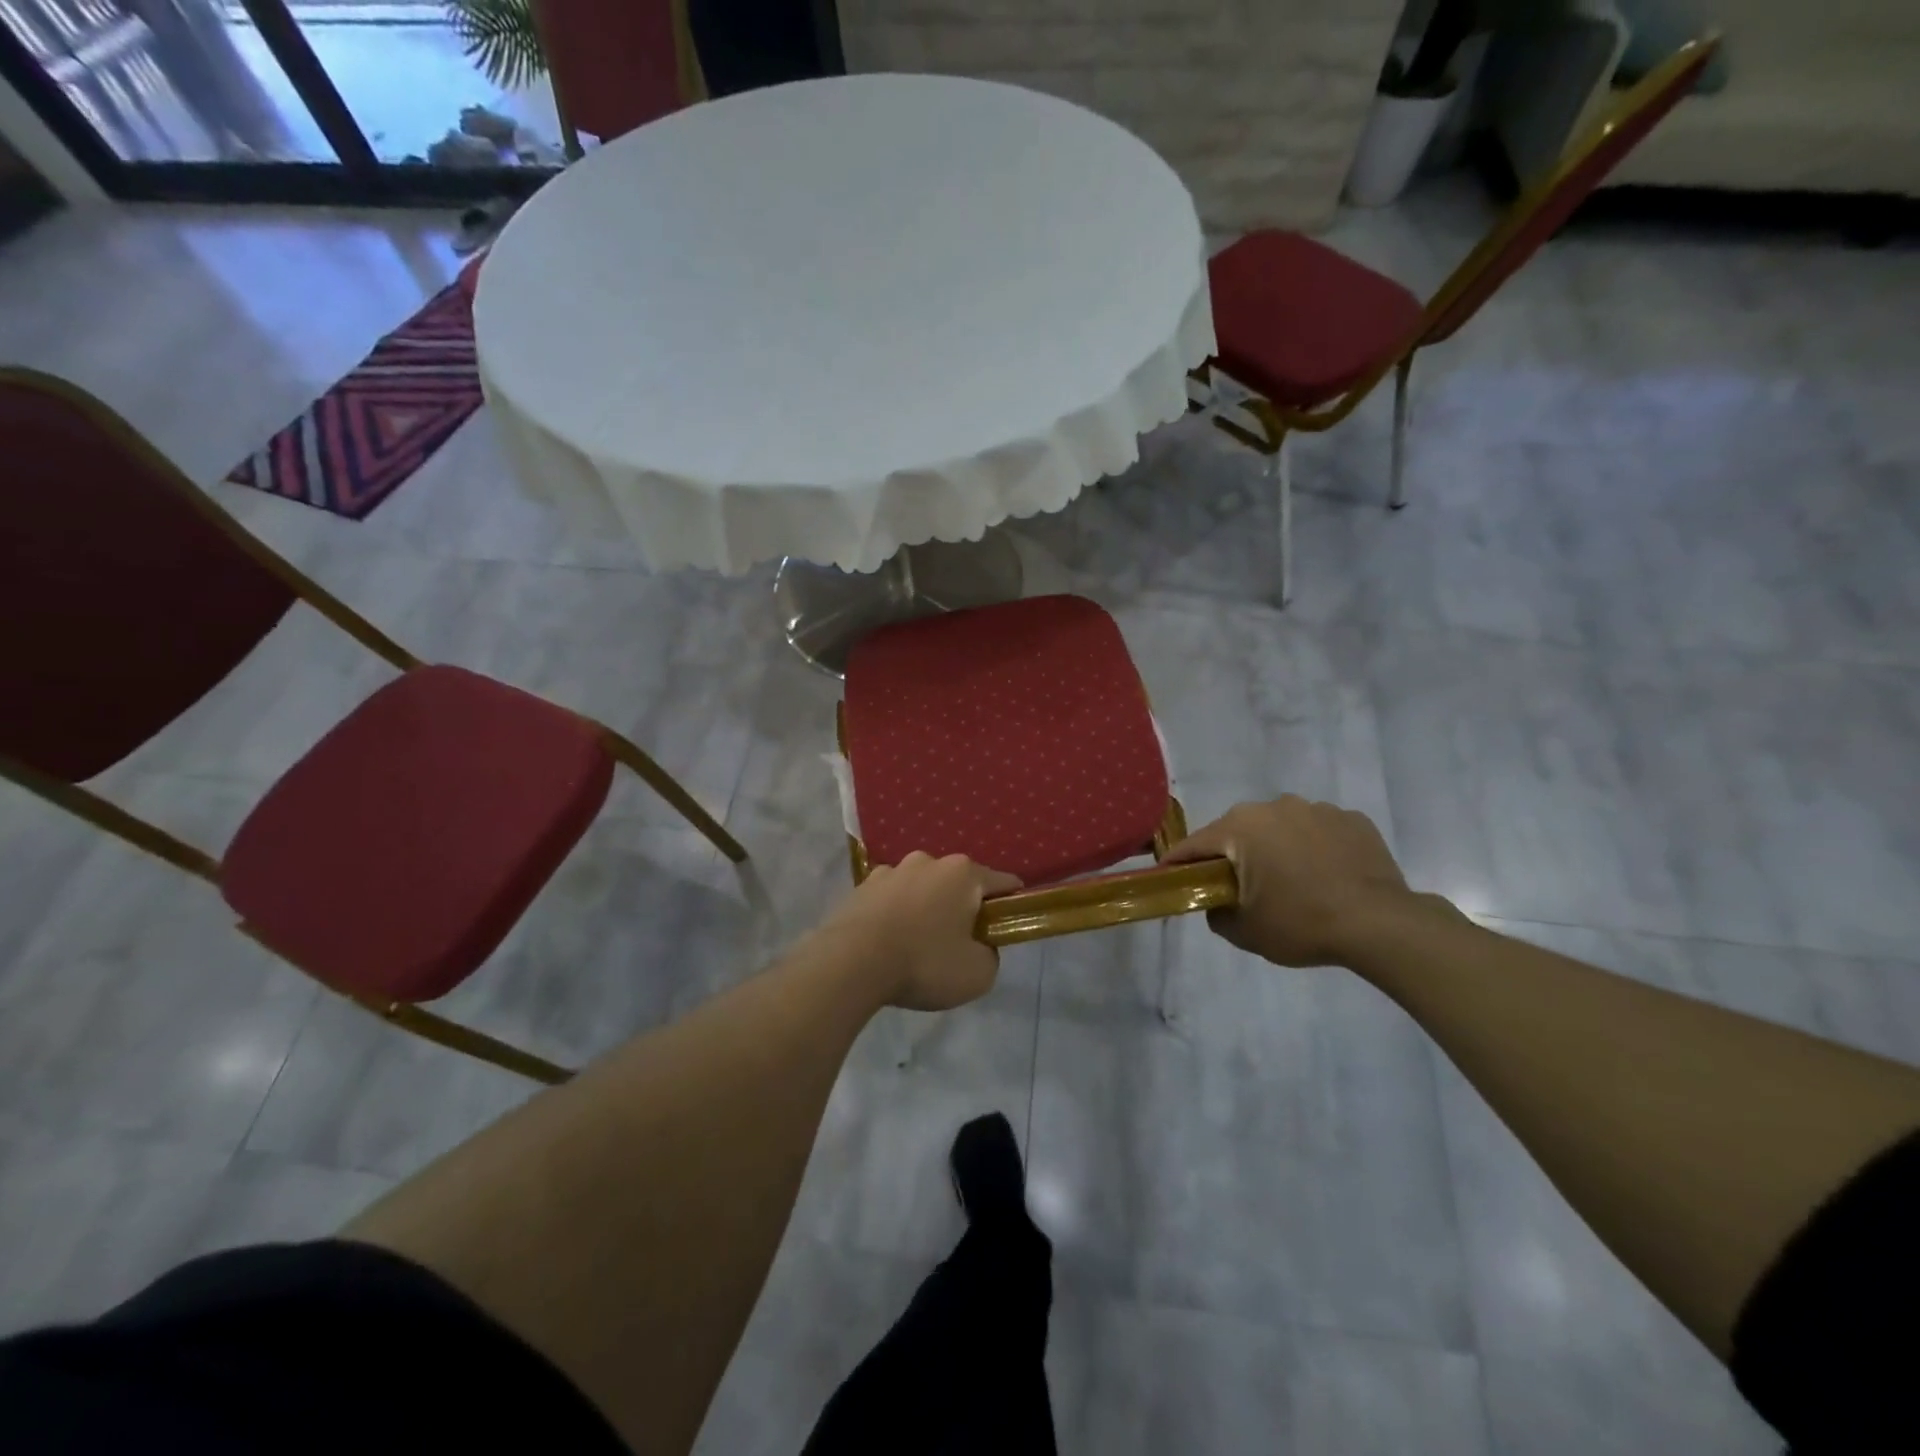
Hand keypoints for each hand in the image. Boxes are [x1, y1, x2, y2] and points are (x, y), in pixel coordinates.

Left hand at [821, 853, 1021, 1010]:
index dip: (1011, 907)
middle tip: (958, 945)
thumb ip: (991, 955)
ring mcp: (892, 870)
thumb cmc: (924, 963)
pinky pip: (892, 899)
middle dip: (963, 909)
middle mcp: (929, 860)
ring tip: (917, 947)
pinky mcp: (862, 885)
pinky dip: (897, 915)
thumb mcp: (978, 974)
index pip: (1004, 884)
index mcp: (964, 873)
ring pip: (923, 889)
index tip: (1005, 930)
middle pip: (960, 884)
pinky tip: (889, 943)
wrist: (850, 963)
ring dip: (927, 909)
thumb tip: (980, 945)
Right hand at [1167, 796, 1441, 966]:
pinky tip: (1325, 875)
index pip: (1195, 844)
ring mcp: (1317, 809)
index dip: (1178, 862)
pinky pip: (1318, 831)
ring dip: (1276, 848)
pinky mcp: (1352, 819)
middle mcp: (1274, 806)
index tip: (1169, 876)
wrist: (1380, 925)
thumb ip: (1216, 913)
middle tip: (1237, 886)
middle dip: (1232, 854)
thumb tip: (1217, 902)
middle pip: (1238, 830)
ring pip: (1281, 827)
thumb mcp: (1244, 931)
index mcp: (1240, 827)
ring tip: (1290, 881)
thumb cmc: (1301, 923)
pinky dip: (1314, 848)